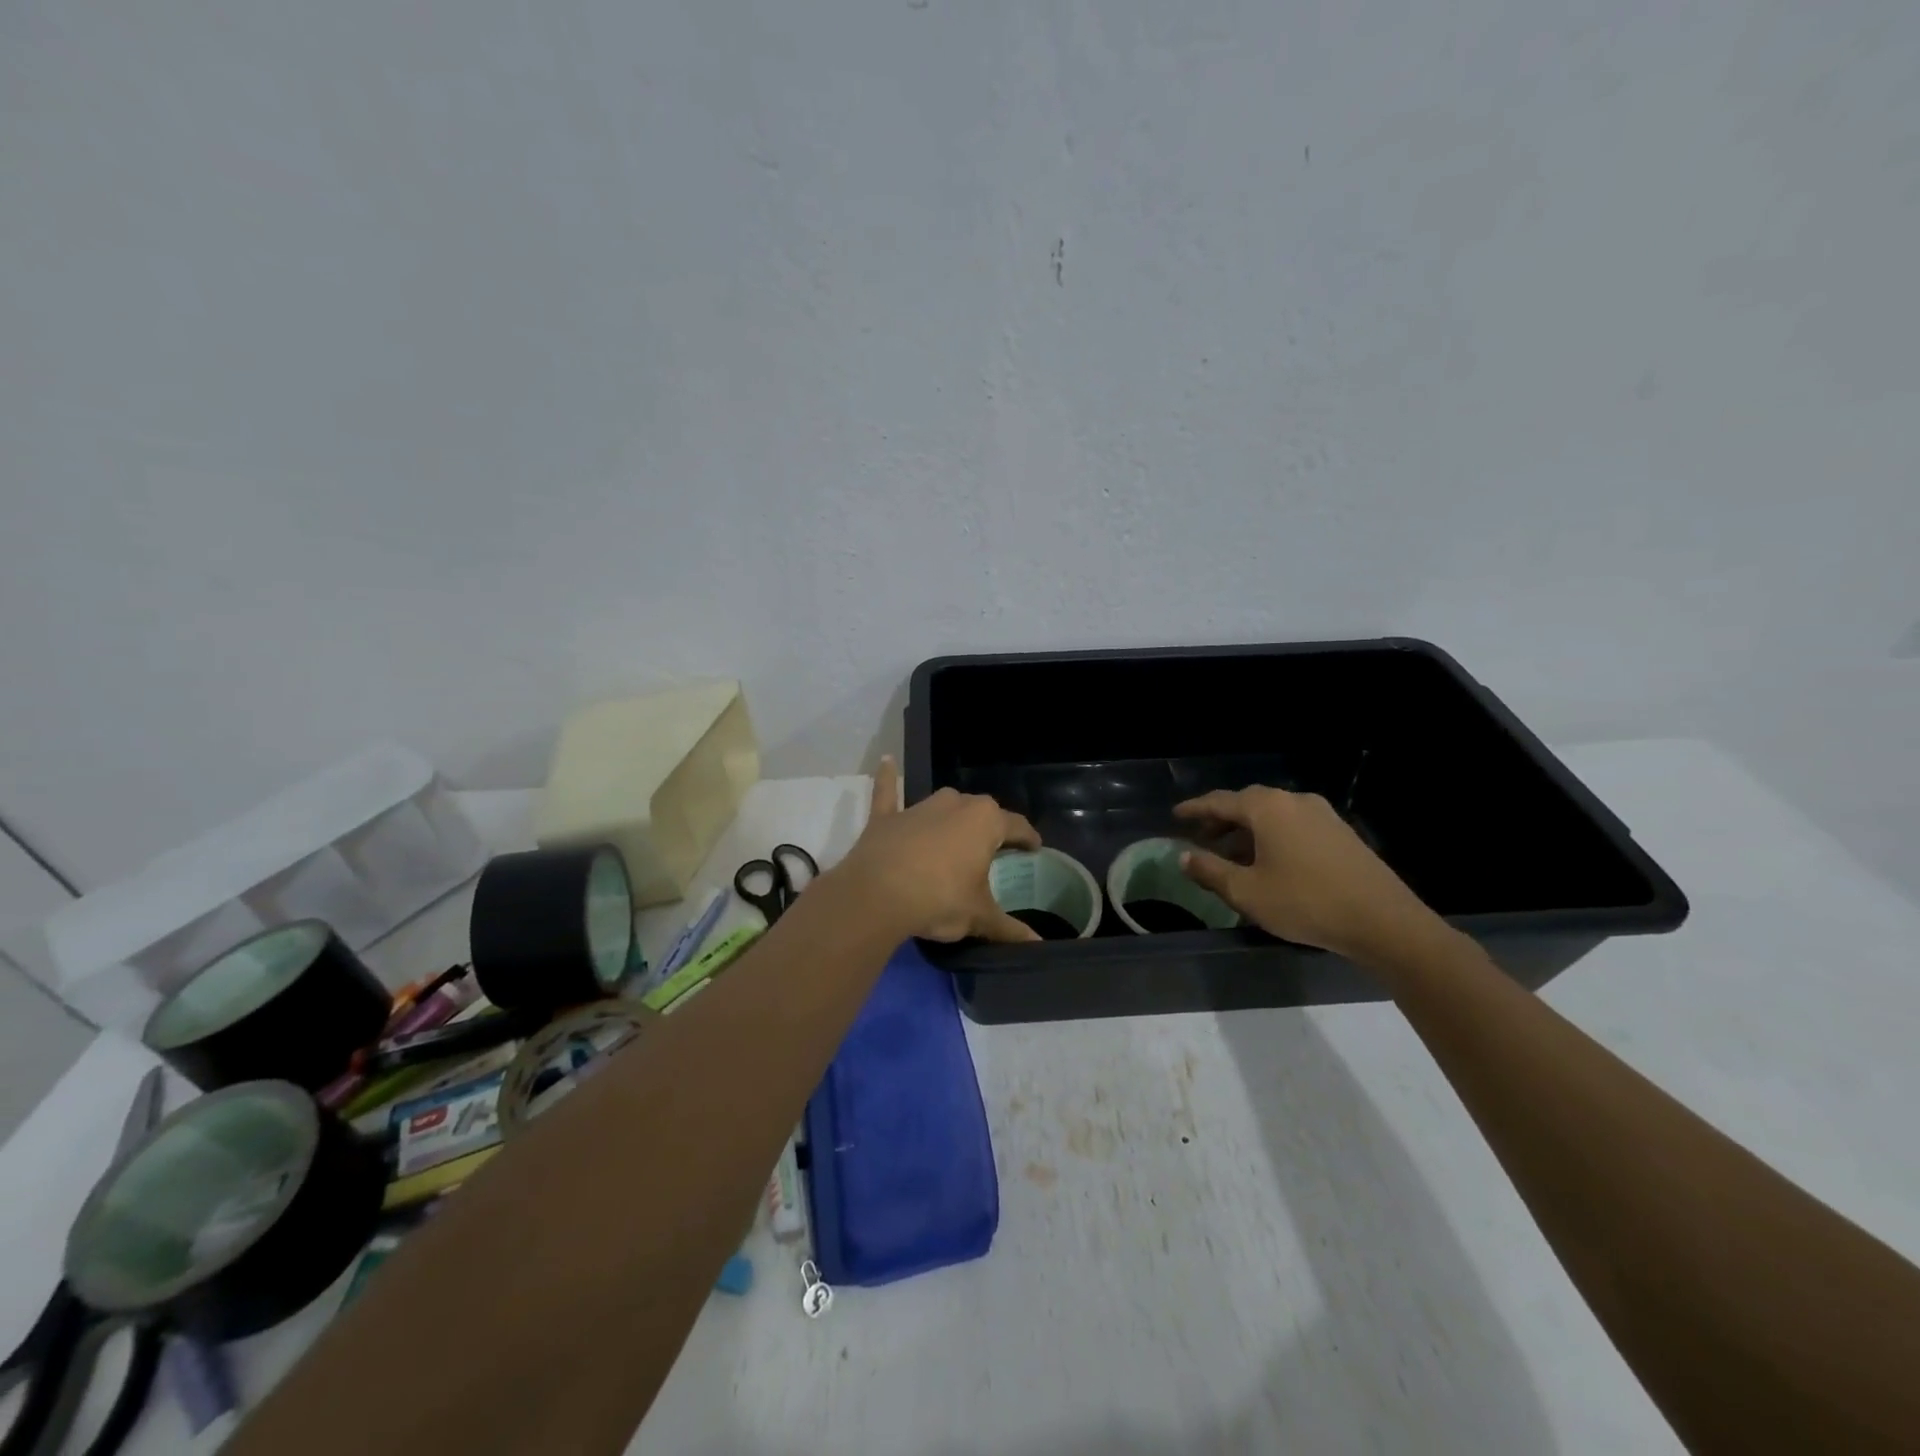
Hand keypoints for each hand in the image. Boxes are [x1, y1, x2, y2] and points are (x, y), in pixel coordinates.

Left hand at [835, 758, 1043, 942]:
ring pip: (944, 805)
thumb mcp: (979, 917)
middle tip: (993, 851)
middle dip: (989, 829)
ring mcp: (919, 807)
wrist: (877, 895)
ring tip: (956, 837)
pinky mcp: (887, 817)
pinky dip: (888, 779)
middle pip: (981, 813)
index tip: (1033, 848)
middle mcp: (956, 804)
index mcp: (986, 822)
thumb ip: (1009, 929)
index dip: (1028, 839)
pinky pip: (889, 792)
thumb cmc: (939, 899)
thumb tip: (1037, 945)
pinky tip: (886, 762)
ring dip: (951, 817)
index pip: (1017, 826)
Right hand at [1175, 786, 1445, 963]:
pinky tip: (1268, 862)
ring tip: (1231, 855)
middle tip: (1200, 838)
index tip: (1175, 816)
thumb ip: (1210, 871)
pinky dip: (1271, 837)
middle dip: (1221, 820)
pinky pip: (1293, 825)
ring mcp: (1322, 814)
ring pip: (1272, 815)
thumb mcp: (1247, 892)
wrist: (1383, 921)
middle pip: (1247, 804)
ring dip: (1247, 831)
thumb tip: (1184, 856)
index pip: (1219, 801)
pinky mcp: (1340, 832)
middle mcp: (1293, 801)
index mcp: (1267, 808)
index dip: (1194, 809)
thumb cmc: (1305, 902)